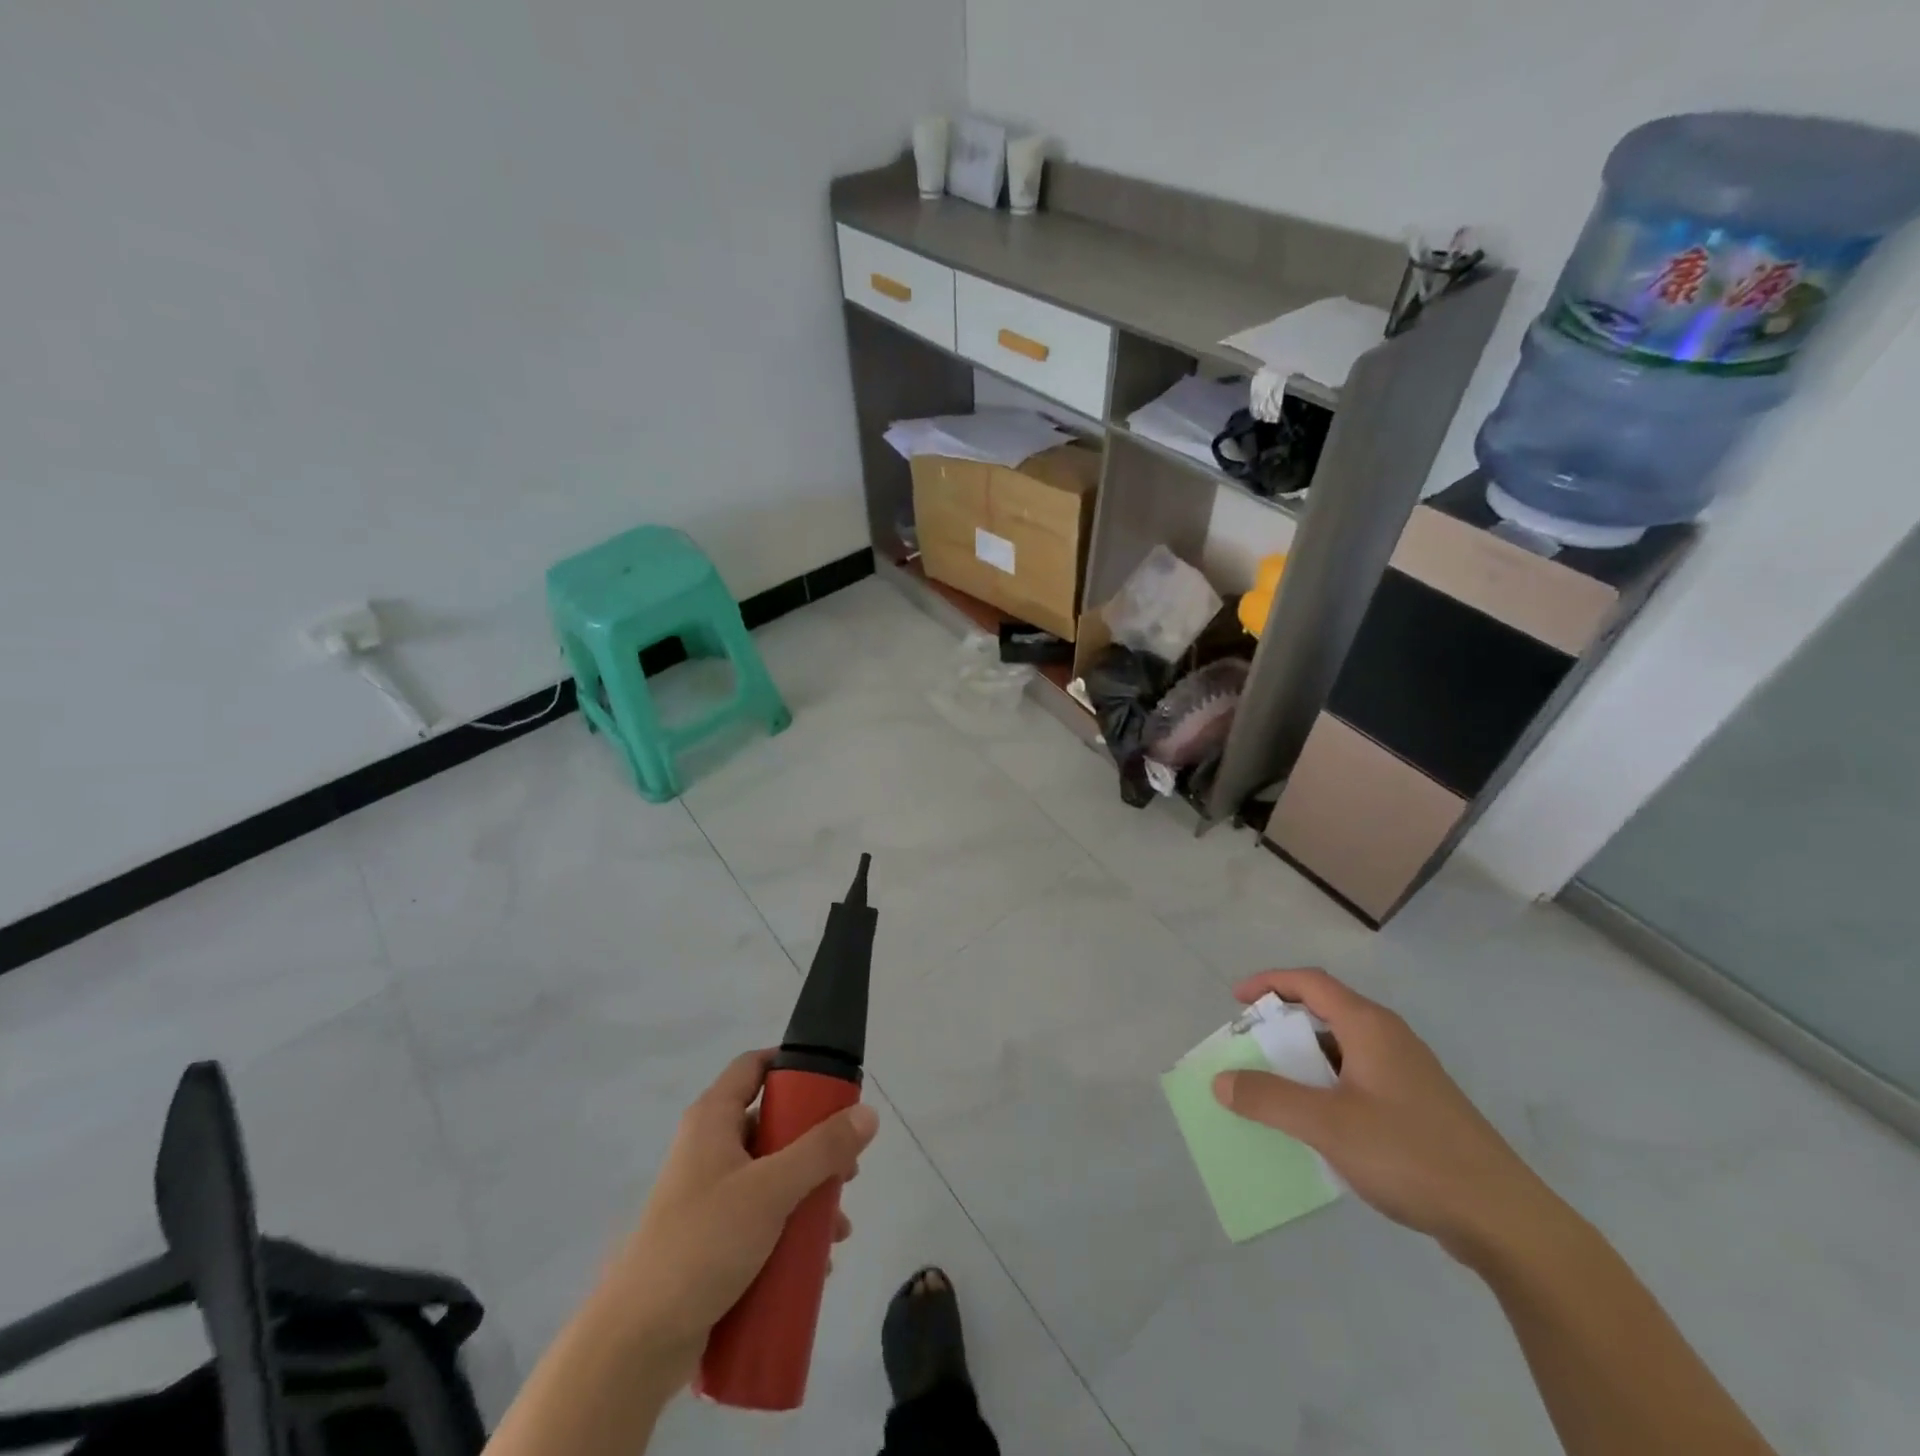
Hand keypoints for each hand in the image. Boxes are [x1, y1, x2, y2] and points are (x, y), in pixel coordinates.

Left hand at [598, 1050, 879, 1387]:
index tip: (833, 1081)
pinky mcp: (712, 1239)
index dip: (791, 1063)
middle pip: (772, 1124)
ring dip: (808, 1194)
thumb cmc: (703, 1244)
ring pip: (771, 1175)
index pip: (753, 1065)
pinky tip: (817, 1259)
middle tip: (848, 1169)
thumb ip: (822, 1150)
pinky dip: (790, 1229)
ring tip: (838, 1227)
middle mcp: (709, 1148)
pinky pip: (761, 1218)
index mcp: (712, 1120)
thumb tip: (868, 1113)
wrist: (637, 1342)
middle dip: (815, 1144)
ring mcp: (709, 1195)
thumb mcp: (771, 1190)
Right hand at [1212, 969, 1553, 1261]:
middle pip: (1326, 1012)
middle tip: (1251, 1049)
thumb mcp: (1327, 1125)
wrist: (1506, 1221)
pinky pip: (1360, 1078)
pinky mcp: (1421, 1107)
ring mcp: (1410, 1073)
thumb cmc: (1410, 1155)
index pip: (1311, 982)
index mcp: (1369, 1027)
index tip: (1237, 1001)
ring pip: (1343, 1049)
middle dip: (1282, 1026)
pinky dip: (1328, 1086)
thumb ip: (1269, 1099)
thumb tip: (1221, 1081)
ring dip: (1305, 1060)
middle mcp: (1390, 1038)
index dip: (1269, 983)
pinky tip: (1321, 1124)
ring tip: (1277, 1088)